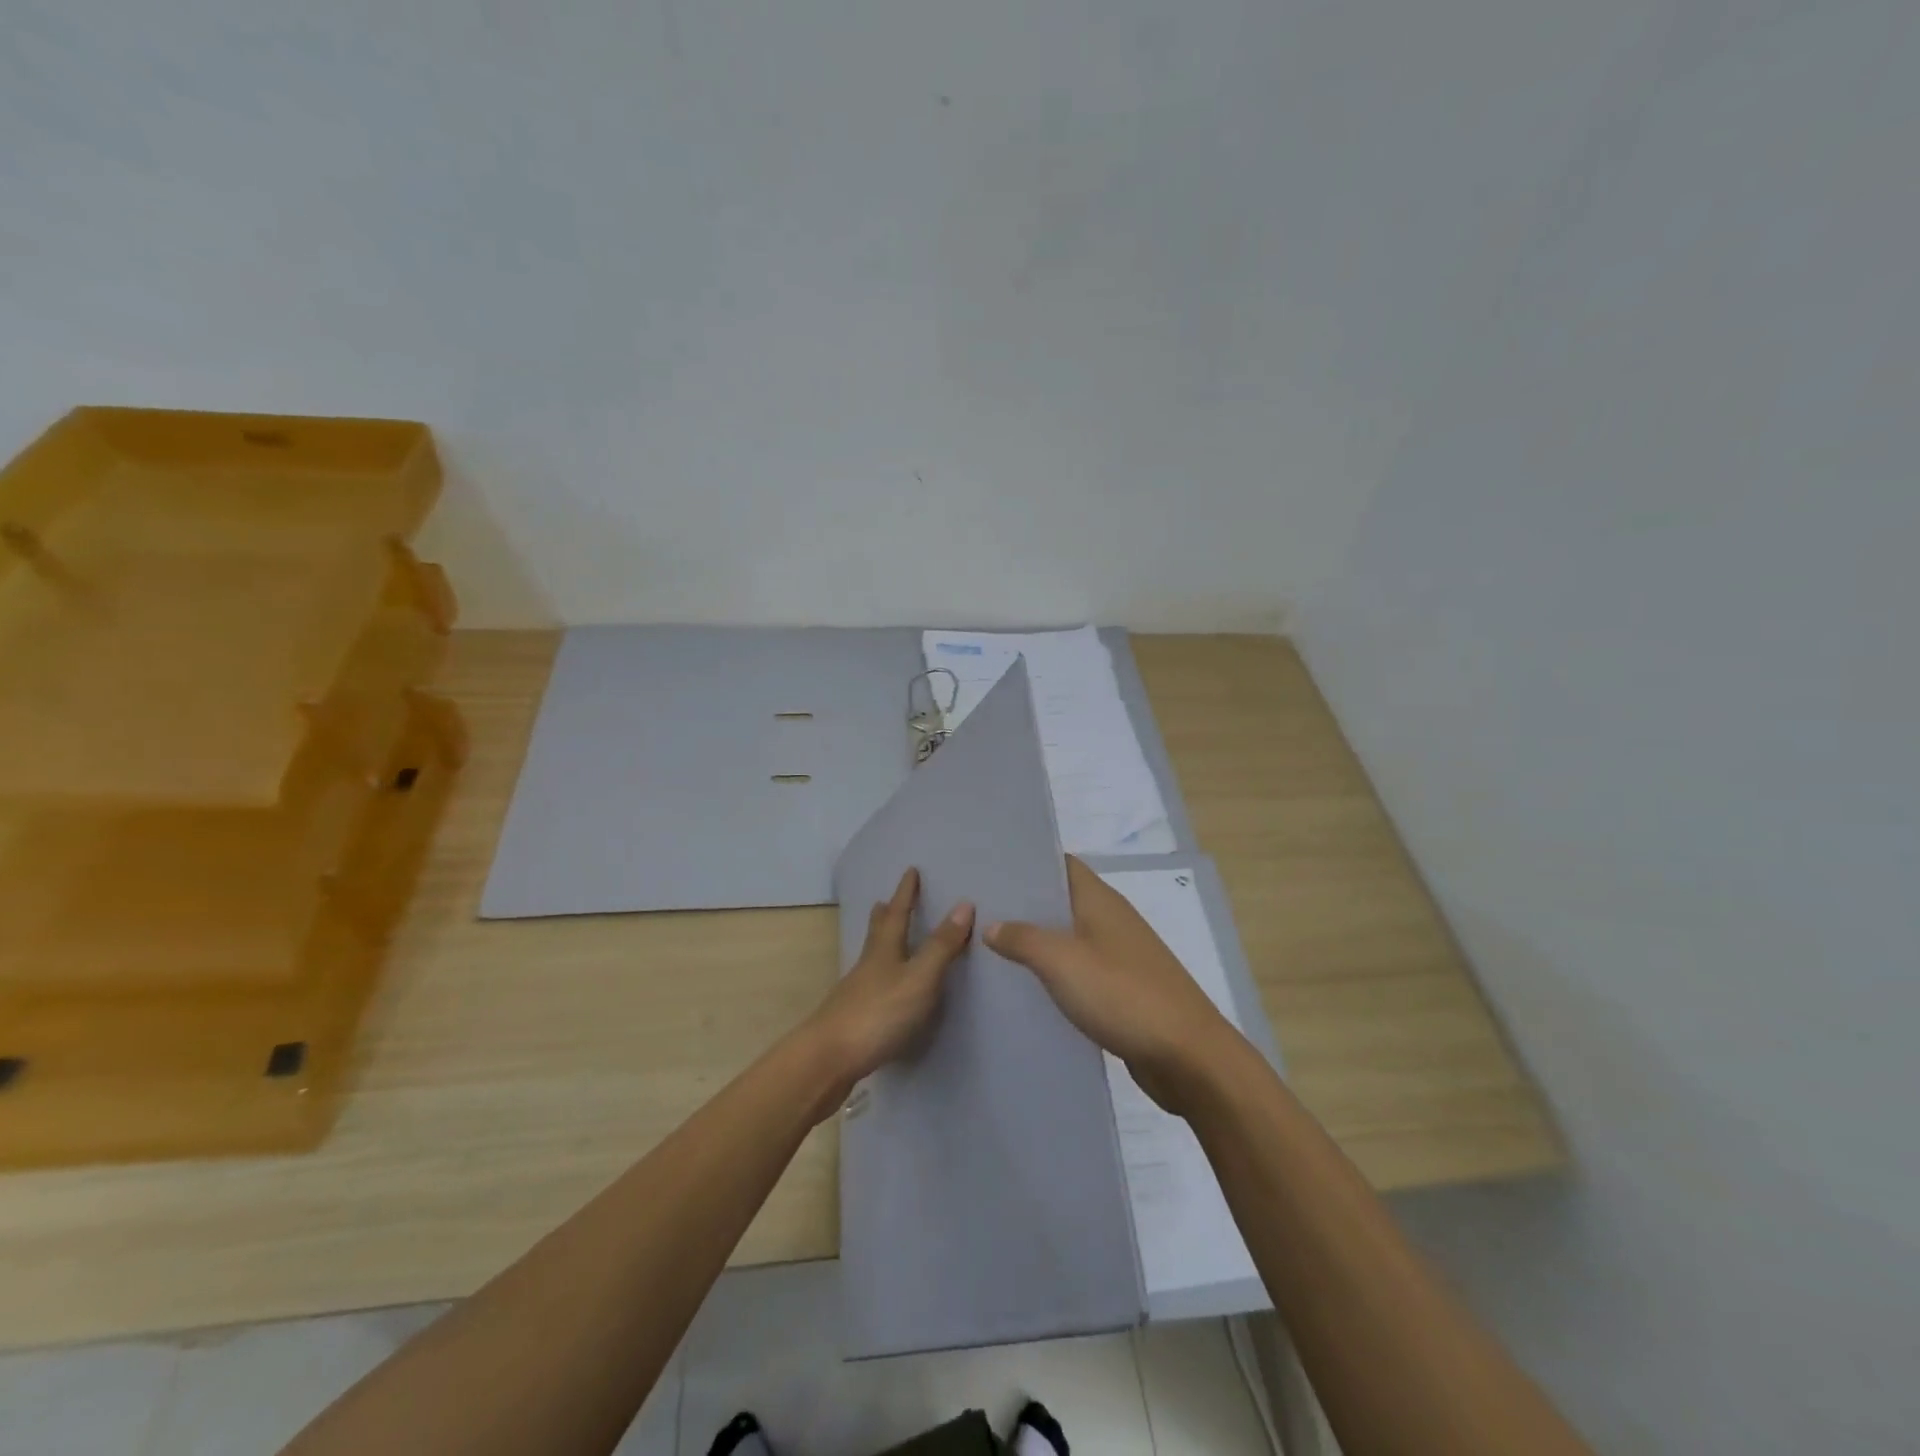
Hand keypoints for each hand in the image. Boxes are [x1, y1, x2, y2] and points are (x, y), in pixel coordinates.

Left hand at [805, 868, 973, 1114]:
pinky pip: (871, 984)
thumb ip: (941, 946)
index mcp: (885, 950)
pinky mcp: (853, 1018)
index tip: (910, 870)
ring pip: (871, 957)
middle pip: (877, 932)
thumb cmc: (878, 1014)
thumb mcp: (919, 978)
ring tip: (885, 937)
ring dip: (880, 942)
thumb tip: (964, 904)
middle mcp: (868, 965)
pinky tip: (883, 988)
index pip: (898, 913)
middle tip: (885, 900)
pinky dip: (880, 974)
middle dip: (885, 915)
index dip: (906, 892)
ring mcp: (857, 992)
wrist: (828, 1059)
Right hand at [986, 855, 1240, 1113]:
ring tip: (989, 947)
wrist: (1187, 1056)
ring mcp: (1119, 957)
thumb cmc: (1123, 994)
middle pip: (1062, 901)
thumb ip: (1023, 938)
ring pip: (1069, 939)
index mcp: (1101, 901)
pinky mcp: (1122, 991)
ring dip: (1036, 943)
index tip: (989, 867)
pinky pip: (1079, 973)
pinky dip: (1054, 976)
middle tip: (977, 910)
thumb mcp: (1062, 961)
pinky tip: (1025, 989)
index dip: (1027, 862)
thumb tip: (992, 925)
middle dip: (1024, 905)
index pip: (1061, 864)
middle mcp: (1111, 921)